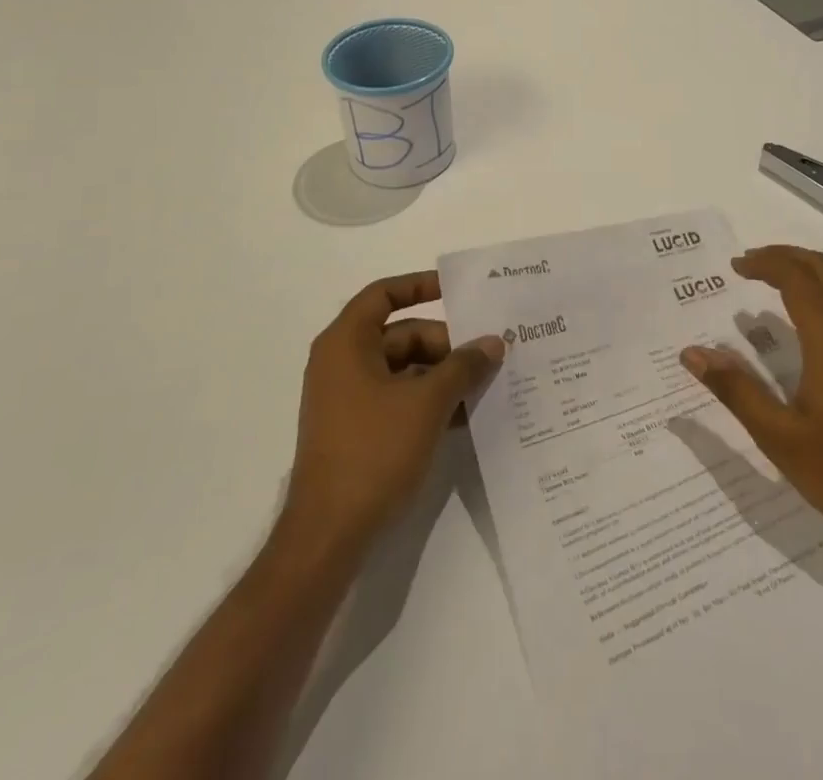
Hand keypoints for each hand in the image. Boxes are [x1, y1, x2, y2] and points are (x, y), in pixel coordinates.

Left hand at [286, 272, 504, 544]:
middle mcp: (342, 362)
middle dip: (445, 345)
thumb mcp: (427, 403)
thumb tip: (494, 342)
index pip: (384, 294)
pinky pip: (397, 399)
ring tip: (484, 388)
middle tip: (488, 357)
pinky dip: (427, 402)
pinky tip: (463, 418)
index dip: (420, 286)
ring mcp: (346, 399)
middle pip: (400, 335)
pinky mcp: (355, 431)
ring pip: (403, 370)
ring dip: (442, 376)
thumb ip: (463, 367)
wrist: (328, 536)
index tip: (458, 292)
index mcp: (346, 343)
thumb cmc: (373, 452)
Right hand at [681, 245, 822, 555]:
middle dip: (786, 256)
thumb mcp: (779, 437)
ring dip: (810, 270)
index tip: (735, 266)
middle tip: (751, 263)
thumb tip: (691, 354)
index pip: (796, 278)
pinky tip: (811, 321)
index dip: (764, 263)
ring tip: (777, 280)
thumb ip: (735, 389)